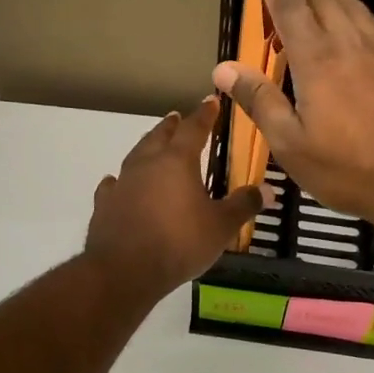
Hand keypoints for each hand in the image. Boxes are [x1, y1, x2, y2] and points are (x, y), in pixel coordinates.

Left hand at [84, 96, 264, 303]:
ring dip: (146, 147)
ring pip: (135, 155)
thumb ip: (244, 205)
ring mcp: (122, 183)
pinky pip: (113, 185)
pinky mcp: (105, 205)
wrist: (124, 271)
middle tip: (176, 117)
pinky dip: (119, 181)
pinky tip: (116, 182)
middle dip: (171, 126)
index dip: (204, 115)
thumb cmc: (179, 242)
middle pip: (159, 136)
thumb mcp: (221, 226)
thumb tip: (269, 189)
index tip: (210, 102)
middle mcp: (147, 164)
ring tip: (152, 145)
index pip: (194, 128)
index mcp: (177, 161)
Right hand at [211, 0, 373, 231]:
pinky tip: (353, 15)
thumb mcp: (292, 144)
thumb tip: (224, 68)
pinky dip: (353, 7)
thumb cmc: (349, 168)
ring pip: (350, 4)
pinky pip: (372, 22)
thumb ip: (260, 101)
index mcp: (317, 60)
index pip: (289, 6)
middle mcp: (349, 43)